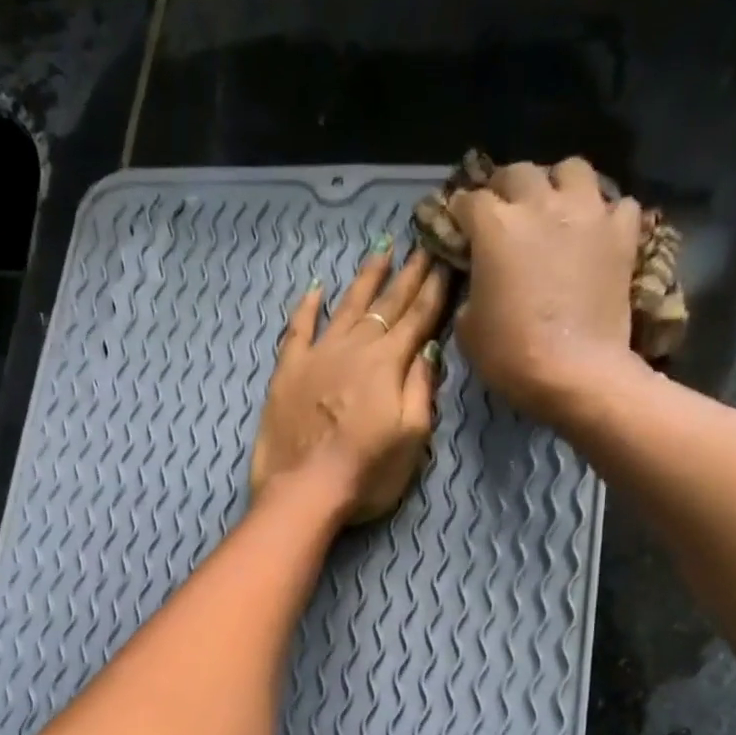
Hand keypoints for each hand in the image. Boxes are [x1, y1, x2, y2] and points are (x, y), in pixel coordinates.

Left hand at [251, 239, 449, 524]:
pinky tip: (316, 289)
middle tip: (425, 242)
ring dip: (366, 278)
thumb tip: (428, 349)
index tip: (448, 259)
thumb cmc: (365, 474)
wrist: (302, 492)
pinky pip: (298, 328)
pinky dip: (308, 307)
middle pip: (386, 305)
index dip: (435, 289)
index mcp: (388, 364)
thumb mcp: (411, 439)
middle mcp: (354, 348)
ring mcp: (317, 356)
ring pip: (346, 306)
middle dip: (409, 274)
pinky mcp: (287, 372)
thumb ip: (421, 390)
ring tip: (382, 250)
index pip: (418, 318)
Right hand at [447, 158, 643, 424]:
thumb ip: (470, 291)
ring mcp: (587, 213)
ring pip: (571, 170)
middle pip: (519, 173)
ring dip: (557, 184)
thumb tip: (479, 280)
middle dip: (505, 189)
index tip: (457, 226)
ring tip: (553, 208)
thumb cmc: (510, 355)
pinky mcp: (622, 233)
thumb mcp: (468, 329)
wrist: (575, 372)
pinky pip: (615, 204)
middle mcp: (541, 204)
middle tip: (501, 212)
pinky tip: (594, 233)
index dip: (459, 213)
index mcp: (495, 227)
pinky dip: (603, 214)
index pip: (469, 201)